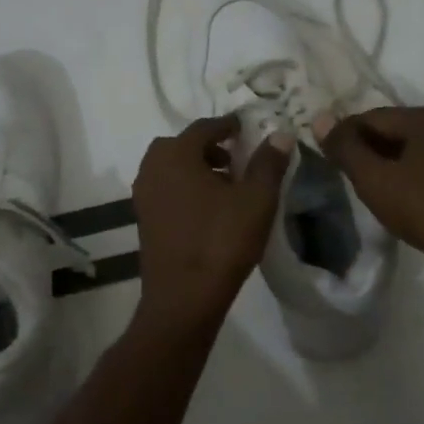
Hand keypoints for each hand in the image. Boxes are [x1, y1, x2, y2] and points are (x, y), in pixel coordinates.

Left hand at [133, 115, 291, 324]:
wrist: (183, 297)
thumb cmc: (221, 241)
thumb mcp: (256, 200)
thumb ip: (268, 163)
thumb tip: (280, 134)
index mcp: (176, 155)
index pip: (203, 127)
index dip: (227, 126)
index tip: (246, 129)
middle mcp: (152, 168)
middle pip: (181, 146)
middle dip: (209, 147)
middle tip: (236, 159)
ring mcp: (143, 196)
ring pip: (171, 168)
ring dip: (196, 168)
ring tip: (227, 186)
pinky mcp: (143, 220)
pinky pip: (165, 190)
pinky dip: (184, 188)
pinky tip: (209, 209)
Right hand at [316, 107, 423, 276]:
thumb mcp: (376, 181)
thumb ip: (346, 149)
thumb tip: (320, 119)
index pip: (372, 116)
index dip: (344, 135)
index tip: (326, 160)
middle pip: (395, 130)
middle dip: (368, 151)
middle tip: (346, 178)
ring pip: (415, 151)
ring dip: (390, 166)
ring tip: (372, 193)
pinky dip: (413, 179)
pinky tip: (405, 202)